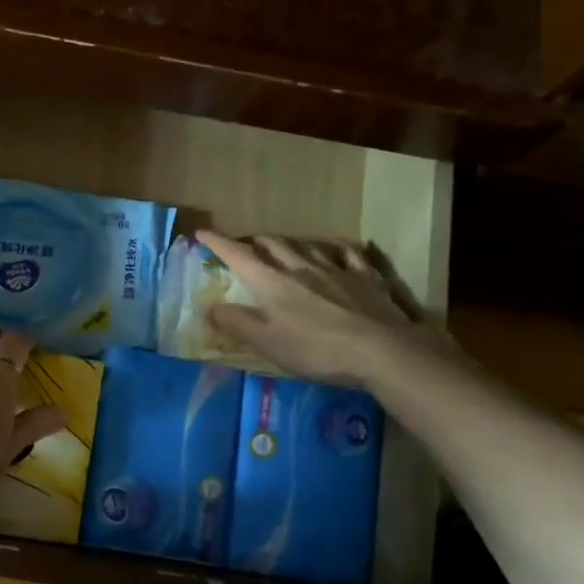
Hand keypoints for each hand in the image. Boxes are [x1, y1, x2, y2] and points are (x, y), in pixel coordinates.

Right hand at [198, 230, 456, 388]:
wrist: (380, 350)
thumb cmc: (316, 350)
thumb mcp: (267, 343)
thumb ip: (237, 323)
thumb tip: (210, 307)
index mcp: (273, 284)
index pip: (239, 256)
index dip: (218, 244)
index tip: (202, 233)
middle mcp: (301, 268)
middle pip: (273, 245)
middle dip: (255, 241)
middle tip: (246, 244)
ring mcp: (336, 269)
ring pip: (307, 246)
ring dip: (290, 243)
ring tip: (284, 245)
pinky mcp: (365, 278)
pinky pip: (348, 254)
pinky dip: (336, 248)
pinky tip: (336, 248)